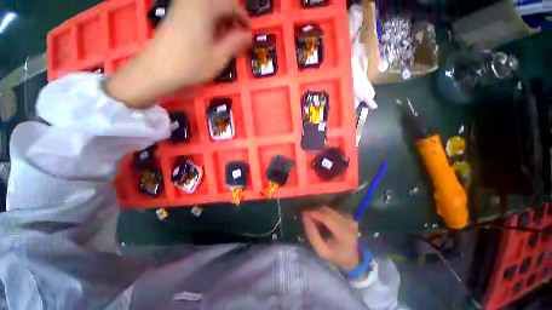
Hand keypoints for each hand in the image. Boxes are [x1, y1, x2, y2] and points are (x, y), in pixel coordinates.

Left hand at [105, 0, 250, 107]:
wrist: (157, 69)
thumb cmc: (191, 65)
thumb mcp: (219, 57)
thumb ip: (235, 43)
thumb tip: (248, 35)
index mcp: (205, 7)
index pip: (230, 4)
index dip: (243, 18)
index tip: (248, 33)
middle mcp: (192, 0)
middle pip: (219, 2)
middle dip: (231, 17)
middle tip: (237, 35)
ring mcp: (182, 5)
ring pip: (208, 5)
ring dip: (220, 18)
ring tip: (225, 36)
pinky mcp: (175, 12)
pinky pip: (197, 9)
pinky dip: (209, 18)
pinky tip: (210, 33)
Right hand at [302, 206, 360, 269]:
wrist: (352, 257)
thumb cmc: (335, 255)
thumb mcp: (321, 250)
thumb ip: (312, 234)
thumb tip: (305, 217)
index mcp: (343, 233)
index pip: (326, 217)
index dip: (313, 213)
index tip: (303, 213)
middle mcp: (348, 223)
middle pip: (327, 211)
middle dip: (315, 212)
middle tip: (308, 217)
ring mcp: (350, 218)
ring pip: (329, 209)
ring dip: (320, 212)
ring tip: (315, 220)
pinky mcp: (349, 216)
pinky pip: (333, 210)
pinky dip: (326, 213)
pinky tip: (323, 220)